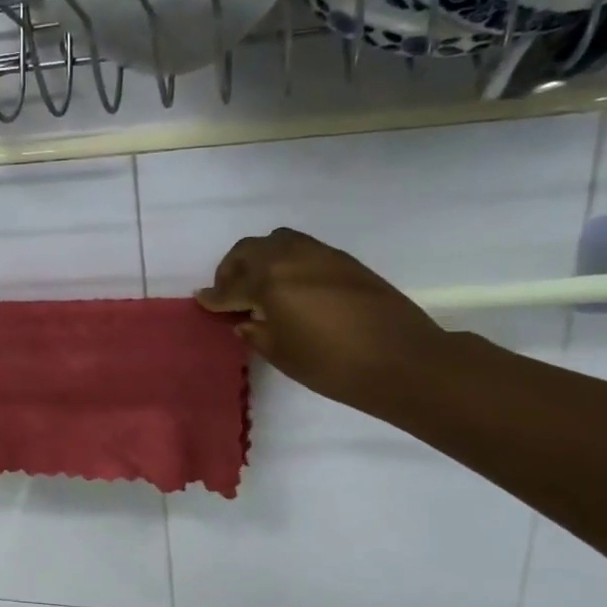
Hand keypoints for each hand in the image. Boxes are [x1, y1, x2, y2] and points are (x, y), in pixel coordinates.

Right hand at [195, 228, 446, 408]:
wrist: (404, 360)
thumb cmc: (334, 365)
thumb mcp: (282, 354)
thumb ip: (257, 332)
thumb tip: (245, 320)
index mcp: (269, 282)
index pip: (232, 287)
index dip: (215, 297)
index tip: (202, 301)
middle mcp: (291, 258)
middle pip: (249, 251)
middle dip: (232, 269)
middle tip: (228, 292)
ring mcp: (320, 254)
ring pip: (277, 242)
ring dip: (259, 258)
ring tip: (258, 284)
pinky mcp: (344, 260)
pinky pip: (301, 249)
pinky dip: (285, 261)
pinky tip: (290, 286)